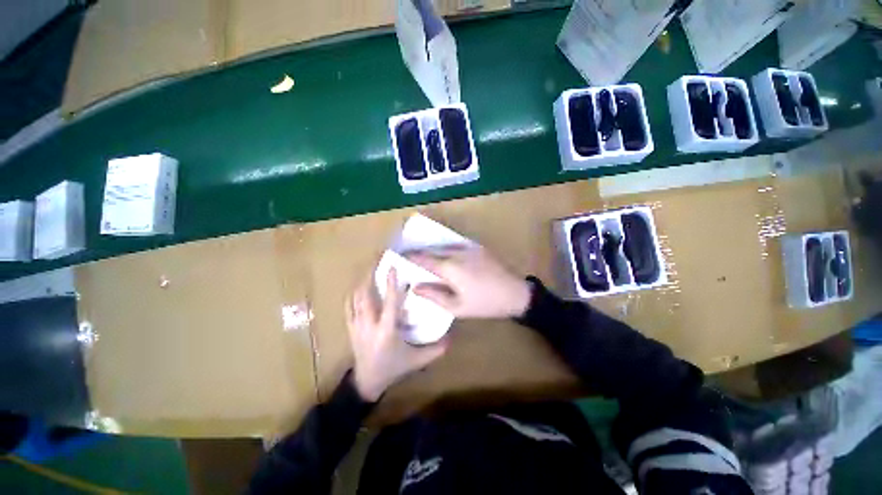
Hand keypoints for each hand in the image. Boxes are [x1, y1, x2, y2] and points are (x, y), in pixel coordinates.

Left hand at [347, 268, 448, 401]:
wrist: (367, 382)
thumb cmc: (393, 368)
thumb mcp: (416, 360)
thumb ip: (435, 350)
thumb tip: (452, 338)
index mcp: (386, 331)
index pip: (389, 303)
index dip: (391, 284)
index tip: (392, 267)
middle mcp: (369, 325)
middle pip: (365, 295)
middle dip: (369, 275)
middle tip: (376, 260)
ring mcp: (356, 326)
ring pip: (355, 298)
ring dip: (362, 281)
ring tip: (369, 268)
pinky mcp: (350, 328)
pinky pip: (348, 306)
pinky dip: (353, 294)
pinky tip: (358, 286)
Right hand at [407, 246, 531, 318]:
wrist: (515, 293)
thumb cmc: (484, 303)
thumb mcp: (457, 307)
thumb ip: (434, 295)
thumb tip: (415, 286)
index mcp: (450, 267)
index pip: (425, 258)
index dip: (411, 256)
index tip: (400, 255)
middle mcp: (457, 252)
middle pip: (434, 249)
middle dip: (422, 252)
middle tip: (411, 257)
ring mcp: (469, 248)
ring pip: (445, 246)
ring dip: (434, 250)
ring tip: (427, 257)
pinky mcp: (478, 248)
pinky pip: (457, 246)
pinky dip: (447, 249)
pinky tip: (447, 256)